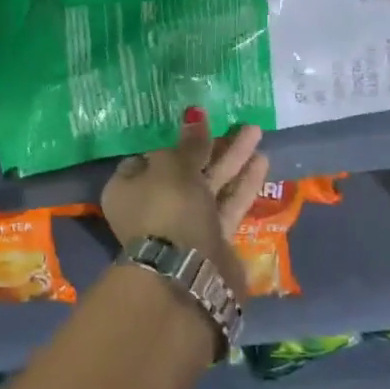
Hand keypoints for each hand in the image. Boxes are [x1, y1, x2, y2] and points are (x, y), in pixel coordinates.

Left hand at [101, 109, 268, 300]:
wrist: (187, 274)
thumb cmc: (167, 208)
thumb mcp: (174, 167)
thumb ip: (189, 143)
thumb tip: (194, 115)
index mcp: (127, 189)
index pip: (147, 159)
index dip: (170, 142)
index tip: (194, 126)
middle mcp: (151, 207)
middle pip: (184, 170)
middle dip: (210, 147)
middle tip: (235, 122)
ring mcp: (182, 226)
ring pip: (209, 186)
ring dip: (232, 160)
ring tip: (255, 131)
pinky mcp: (210, 240)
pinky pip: (226, 205)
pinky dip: (242, 185)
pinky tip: (262, 162)